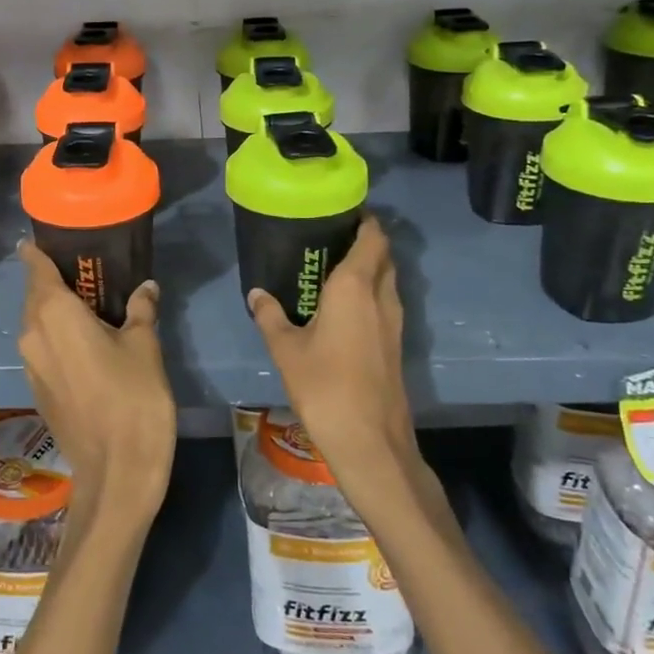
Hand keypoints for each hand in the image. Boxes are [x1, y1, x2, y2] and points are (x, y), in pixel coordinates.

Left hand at [16, 241, 175, 526]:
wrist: (116, 473)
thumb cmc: (132, 398)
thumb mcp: (145, 346)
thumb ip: (141, 310)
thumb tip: (145, 288)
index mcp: (53, 313)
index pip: (34, 266)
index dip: (37, 249)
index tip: (52, 237)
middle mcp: (32, 333)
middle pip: (35, 294)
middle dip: (54, 279)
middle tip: (87, 270)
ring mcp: (30, 364)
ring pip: (37, 322)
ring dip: (56, 310)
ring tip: (90, 303)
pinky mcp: (37, 389)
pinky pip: (42, 347)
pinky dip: (57, 336)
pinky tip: (87, 341)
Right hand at [248, 215, 416, 484]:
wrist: (369, 440)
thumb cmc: (324, 385)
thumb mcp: (285, 349)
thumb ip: (270, 316)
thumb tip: (257, 294)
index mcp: (355, 286)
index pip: (372, 237)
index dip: (363, 220)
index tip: (341, 212)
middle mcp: (382, 296)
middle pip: (383, 255)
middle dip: (364, 241)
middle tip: (331, 239)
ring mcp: (395, 322)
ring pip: (388, 280)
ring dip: (370, 268)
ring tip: (334, 268)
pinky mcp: (397, 344)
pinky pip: (386, 303)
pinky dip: (371, 293)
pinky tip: (344, 308)